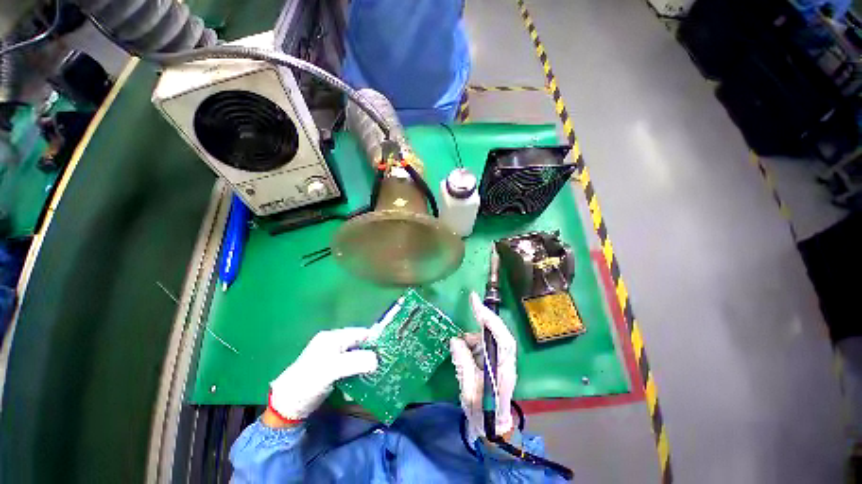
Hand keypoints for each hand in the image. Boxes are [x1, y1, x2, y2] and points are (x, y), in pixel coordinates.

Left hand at [268, 328, 377, 423]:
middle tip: (382, 366)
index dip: (375, 340)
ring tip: (372, 378)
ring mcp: (332, 357)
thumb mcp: (332, 370)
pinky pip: (350, 368)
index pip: (361, 332)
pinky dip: (356, 374)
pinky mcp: (332, 369)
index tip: (388, 350)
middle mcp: (334, 343)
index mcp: (333, 337)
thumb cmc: (308, 382)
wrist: (287, 406)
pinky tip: (358, 385)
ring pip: (356, 357)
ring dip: (364, 367)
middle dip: (371, 355)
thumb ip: (356, 362)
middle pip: (359, 344)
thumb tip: (377, 360)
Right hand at [450, 292, 516, 442]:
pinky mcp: (493, 360)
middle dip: (485, 316)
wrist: (491, 428)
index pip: (502, 339)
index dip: (491, 319)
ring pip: (489, 337)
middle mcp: (505, 361)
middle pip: (498, 333)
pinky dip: (471, 343)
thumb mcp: (468, 390)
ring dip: (474, 336)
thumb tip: (456, 340)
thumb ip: (463, 363)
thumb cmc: (482, 413)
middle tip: (472, 301)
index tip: (476, 303)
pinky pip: (482, 344)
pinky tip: (463, 351)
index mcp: (503, 369)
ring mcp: (500, 360)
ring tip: (461, 344)